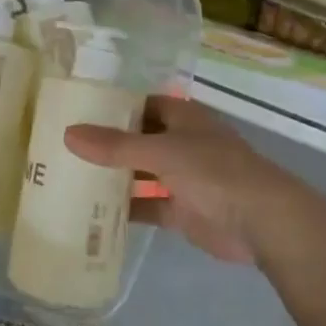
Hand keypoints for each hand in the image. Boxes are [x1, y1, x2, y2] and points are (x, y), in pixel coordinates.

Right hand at [65, 97, 310, 264]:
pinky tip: (93, 213)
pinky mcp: (182, 211)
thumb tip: (68, 134)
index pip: (142, 104)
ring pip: (141, 174)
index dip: (113, 106)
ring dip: (114, 177)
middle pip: (138, 140)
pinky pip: (147, 206)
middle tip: (63, 148)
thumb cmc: (214, 171)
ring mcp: (182, 178)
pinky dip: (126, 210)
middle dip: (107, 145)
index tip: (76, 111)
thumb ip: (115, 146)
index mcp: (182, 118)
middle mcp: (181, 143)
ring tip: (70, 178)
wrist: (262, 221)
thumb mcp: (161, 152)